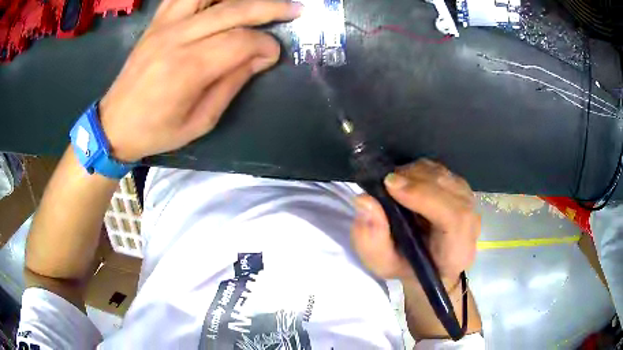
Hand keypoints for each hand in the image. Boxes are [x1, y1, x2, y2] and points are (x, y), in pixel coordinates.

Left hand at [99, 0, 302, 161]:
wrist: (114, 124)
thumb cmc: (156, 131)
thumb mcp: (200, 122)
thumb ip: (231, 84)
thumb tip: (260, 58)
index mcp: (187, 69)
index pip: (240, 42)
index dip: (265, 45)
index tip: (274, 55)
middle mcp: (176, 38)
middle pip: (231, 10)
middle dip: (269, 7)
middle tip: (295, 8)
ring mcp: (163, 25)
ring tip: (260, 0)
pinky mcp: (156, 22)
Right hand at [351, 159, 479, 283]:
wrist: (428, 264)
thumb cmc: (406, 268)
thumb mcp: (381, 263)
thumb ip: (371, 238)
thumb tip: (365, 200)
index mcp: (457, 252)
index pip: (454, 218)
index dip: (425, 197)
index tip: (391, 186)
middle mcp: (471, 225)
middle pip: (451, 191)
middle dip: (416, 180)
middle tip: (386, 181)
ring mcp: (469, 204)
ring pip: (446, 177)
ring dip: (417, 173)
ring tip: (394, 183)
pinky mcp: (461, 191)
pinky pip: (443, 172)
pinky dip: (421, 170)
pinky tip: (406, 181)